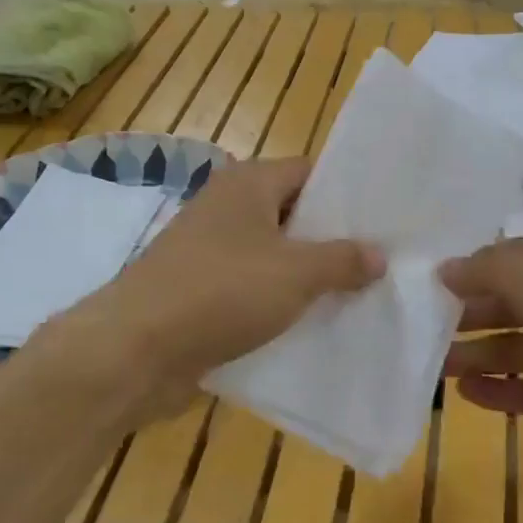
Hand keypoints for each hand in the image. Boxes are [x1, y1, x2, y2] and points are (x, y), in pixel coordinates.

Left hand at [44, 158, 382, 420]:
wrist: (135, 349)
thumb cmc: (221, 292)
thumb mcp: (295, 273)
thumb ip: (342, 260)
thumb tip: (379, 255)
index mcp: (249, 183)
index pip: (312, 172)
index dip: (349, 195)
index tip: (387, 221)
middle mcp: (228, 207)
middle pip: (295, 215)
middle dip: (334, 241)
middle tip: (383, 263)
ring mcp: (211, 250)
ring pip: (275, 256)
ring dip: (309, 276)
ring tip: (359, 296)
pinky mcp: (202, 290)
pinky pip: (253, 288)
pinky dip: (280, 302)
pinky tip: (314, 325)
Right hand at [439, 237, 522, 489]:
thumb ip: (491, 269)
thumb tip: (446, 268)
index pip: (513, 258)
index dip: (470, 269)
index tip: (423, 283)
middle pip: (512, 303)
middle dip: (467, 313)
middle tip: (417, 328)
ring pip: (518, 347)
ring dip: (477, 354)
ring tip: (432, 366)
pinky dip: (502, 392)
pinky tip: (466, 396)